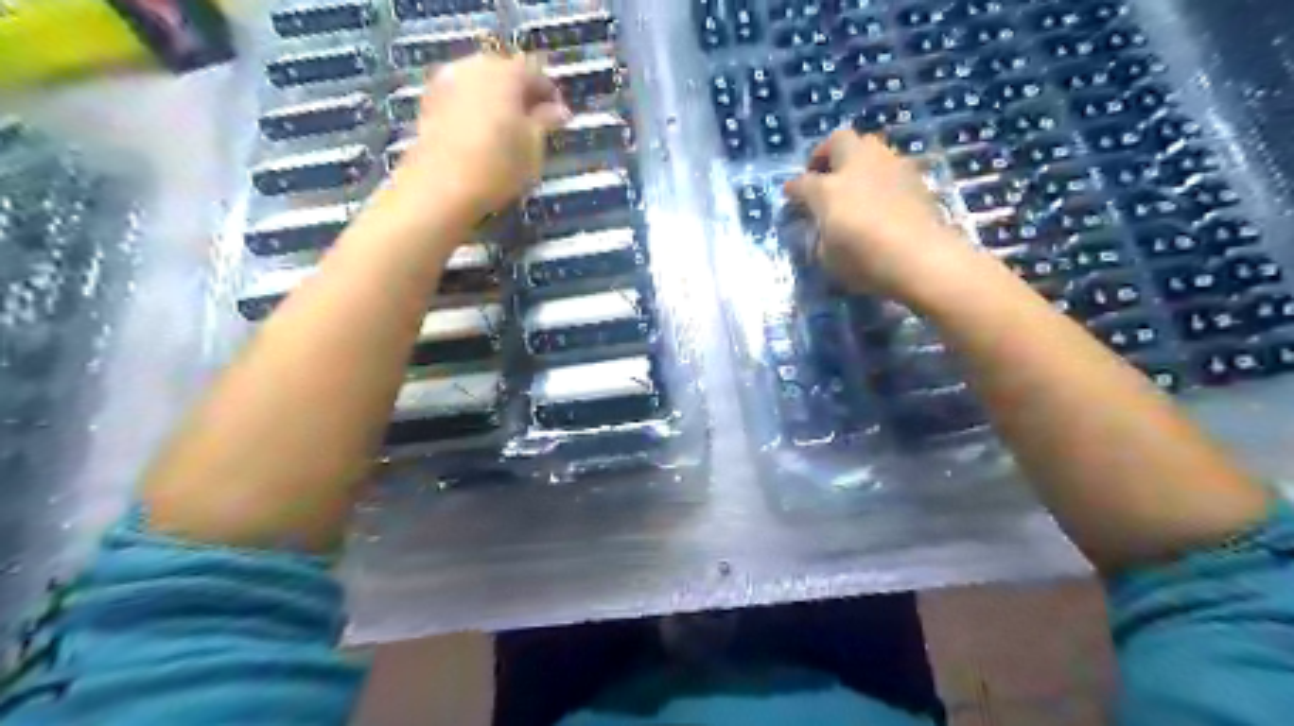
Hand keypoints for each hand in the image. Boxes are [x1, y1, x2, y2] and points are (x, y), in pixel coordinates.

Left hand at [399, 50, 569, 220]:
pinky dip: (475, 108)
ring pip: (481, 82)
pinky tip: (481, 133)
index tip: (558, 118)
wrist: (440, 188)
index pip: (536, 72)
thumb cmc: (497, 167)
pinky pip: (461, 95)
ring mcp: (447, 81)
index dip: (550, 94)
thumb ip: (546, 122)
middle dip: (521, 93)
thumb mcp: (533, 147)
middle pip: (505, 71)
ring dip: (497, 100)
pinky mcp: (429, 100)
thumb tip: (559, 110)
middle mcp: (475, 67)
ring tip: (508, 130)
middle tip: (534, 123)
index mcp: (505, 73)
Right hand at [782, 131, 976, 298]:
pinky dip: (880, 174)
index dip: (793, 189)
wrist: (922, 258)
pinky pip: (891, 165)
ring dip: (856, 159)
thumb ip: (822, 237)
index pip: (802, 183)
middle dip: (826, 153)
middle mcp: (856, 167)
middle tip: (822, 173)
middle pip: (838, 141)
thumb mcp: (828, 259)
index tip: (790, 194)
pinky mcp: (915, 176)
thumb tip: (824, 229)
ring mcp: (889, 167)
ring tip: (854, 181)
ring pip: (869, 145)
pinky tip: (880, 195)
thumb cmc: (865, 261)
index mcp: (827, 189)